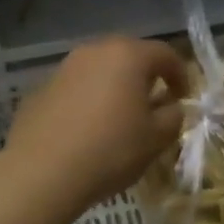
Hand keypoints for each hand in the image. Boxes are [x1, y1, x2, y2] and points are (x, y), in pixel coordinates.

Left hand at [0, 37, 188, 215]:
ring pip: (99, 71)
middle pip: (128, 56)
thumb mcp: (156, 138)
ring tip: (119, 118)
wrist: (42, 172)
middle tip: (153, 104)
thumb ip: (173, 116)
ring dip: (113, 87)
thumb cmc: (110, 150)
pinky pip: (75, 88)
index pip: (164, 54)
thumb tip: (171, 107)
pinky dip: (87, 101)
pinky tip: (86, 130)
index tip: (183, 98)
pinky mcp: (40, 89)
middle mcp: (93, 51)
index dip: (180, 74)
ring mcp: (63, 68)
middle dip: (145, 77)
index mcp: (127, 56)